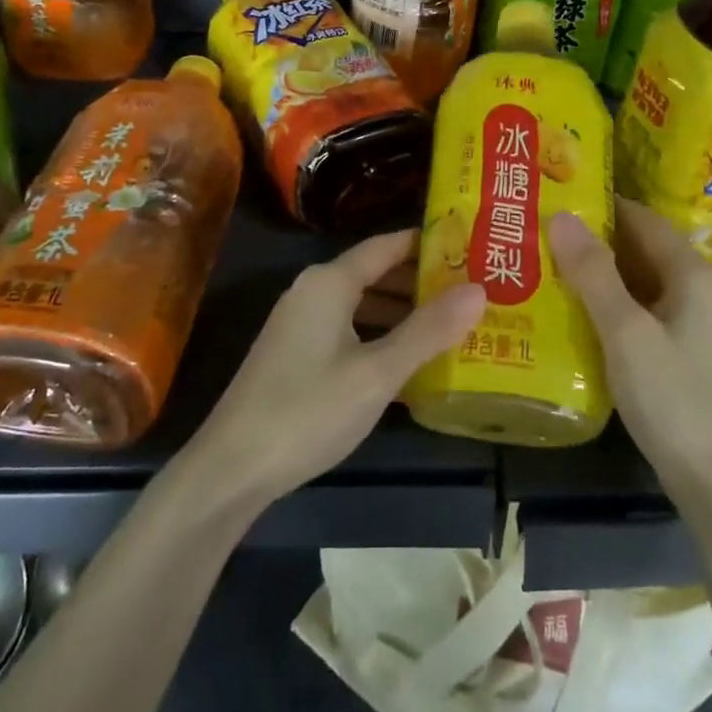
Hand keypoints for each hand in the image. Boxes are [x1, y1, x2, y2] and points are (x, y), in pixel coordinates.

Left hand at [185, 231, 485, 509]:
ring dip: (403, 311)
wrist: (232, 468)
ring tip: (452, 323)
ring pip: (362, 304)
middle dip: (422, 281)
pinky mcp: (295, 354)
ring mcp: (300, 323)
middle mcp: (313, 291)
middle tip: (473, 290)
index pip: (387, 245)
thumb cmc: (309, 410)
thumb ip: (428, 330)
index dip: (428, 244)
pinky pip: (349, 329)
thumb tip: (479, 290)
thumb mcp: (377, 372)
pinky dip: (380, 335)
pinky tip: (409, 360)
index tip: (471, 248)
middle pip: (376, 272)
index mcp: (330, 282)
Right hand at [549, 199, 711, 491]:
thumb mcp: (626, 332)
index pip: (642, 218)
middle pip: (641, 247)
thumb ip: (594, 272)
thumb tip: (562, 216)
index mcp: (693, 274)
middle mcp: (699, 288)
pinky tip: (572, 307)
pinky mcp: (681, 348)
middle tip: (538, 229)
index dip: (600, 205)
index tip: (553, 196)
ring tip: (544, 261)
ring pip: (638, 279)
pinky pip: (640, 307)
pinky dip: (609, 300)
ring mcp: (692, 321)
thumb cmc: (672, 398)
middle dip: (593, 238)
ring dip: (597, 271)